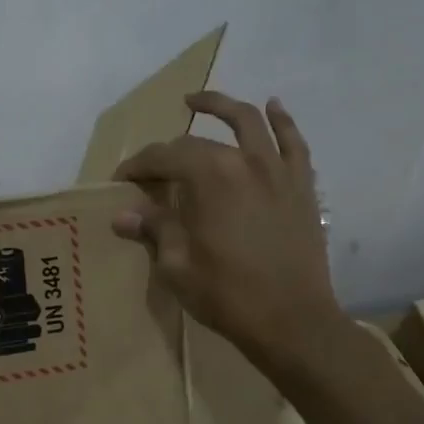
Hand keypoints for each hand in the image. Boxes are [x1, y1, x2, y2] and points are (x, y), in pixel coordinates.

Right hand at [111, 93, 343, 363]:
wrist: (293, 322)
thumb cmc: (227, 295)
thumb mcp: (177, 266)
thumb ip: (154, 230)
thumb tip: (123, 214)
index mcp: (208, 178)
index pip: (163, 158)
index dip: (137, 166)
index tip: (121, 182)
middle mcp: (243, 161)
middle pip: (197, 143)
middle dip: (166, 152)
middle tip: (149, 171)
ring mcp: (277, 170)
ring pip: (249, 122)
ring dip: (221, 106)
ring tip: (197, 101)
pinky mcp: (301, 186)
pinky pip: (293, 143)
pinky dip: (282, 121)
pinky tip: (273, 106)